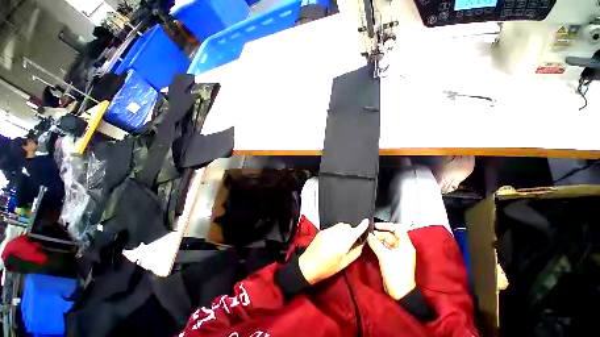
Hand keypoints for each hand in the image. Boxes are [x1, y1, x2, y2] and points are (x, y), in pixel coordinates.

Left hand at [299, 219, 368, 284]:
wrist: (308, 265)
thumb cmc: (326, 269)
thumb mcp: (343, 264)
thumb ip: (355, 252)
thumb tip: (361, 243)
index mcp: (341, 246)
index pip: (354, 232)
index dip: (361, 226)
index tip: (366, 221)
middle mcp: (334, 236)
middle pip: (348, 227)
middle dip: (352, 231)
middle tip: (352, 240)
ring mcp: (327, 232)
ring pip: (340, 225)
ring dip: (345, 229)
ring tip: (343, 239)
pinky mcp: (322, 231)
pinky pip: (333, 227)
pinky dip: (337, 230)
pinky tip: (335, 239)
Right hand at [368, 223, 416, 300]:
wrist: (399, 292)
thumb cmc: (396, 273)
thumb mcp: (384, 255)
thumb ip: (375, 243)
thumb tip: (368, 235)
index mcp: (405, 245)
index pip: (397, 229)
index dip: (387, 225)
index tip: (376, 226)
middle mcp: (402, 247)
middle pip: (391, 235)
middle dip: (380, 233)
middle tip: (370, 235)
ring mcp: (397, 253)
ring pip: (387, 241)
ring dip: (378, 240)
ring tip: (369, 240)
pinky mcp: (392, 258)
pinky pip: (385, 247)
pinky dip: (379, 245)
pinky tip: (372, 245)